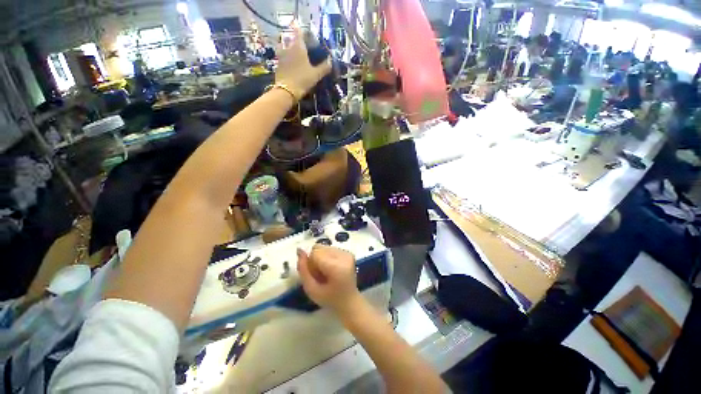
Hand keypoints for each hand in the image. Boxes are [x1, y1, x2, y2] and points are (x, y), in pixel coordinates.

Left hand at [275, 28, 331, 99]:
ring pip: (283, 45)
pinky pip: (280, 55)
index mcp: (298, 46)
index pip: (299, 31)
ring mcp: (281, 55)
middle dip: (294, 38)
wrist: (286, 91)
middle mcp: (288, 47)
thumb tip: (331, 61)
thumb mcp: (316, 75)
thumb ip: (324, 67)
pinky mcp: (277, 64)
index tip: (306, 33)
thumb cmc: (302, 80)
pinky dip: (284, 55)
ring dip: (287, 45)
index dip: (302, 30)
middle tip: (300, 43)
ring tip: (292, 51)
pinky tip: (289, 62)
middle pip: (290, 37)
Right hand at [296, 245, 361, 314]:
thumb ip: (303, 270)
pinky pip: (331, 248)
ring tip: (327, 272)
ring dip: (321, 258)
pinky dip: (328, 257)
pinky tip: (332, 269)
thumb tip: (300, 251)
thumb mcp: (312, 290)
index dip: (310, 264)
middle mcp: (343, 256)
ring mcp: (347, 253)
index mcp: (336, 267)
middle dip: (315, 259)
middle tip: (320, 275)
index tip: (314, 276)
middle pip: (319, 248)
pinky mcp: (349, 252)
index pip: (314, 253)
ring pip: (324, 247)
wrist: (349, 301)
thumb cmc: (329, 299)